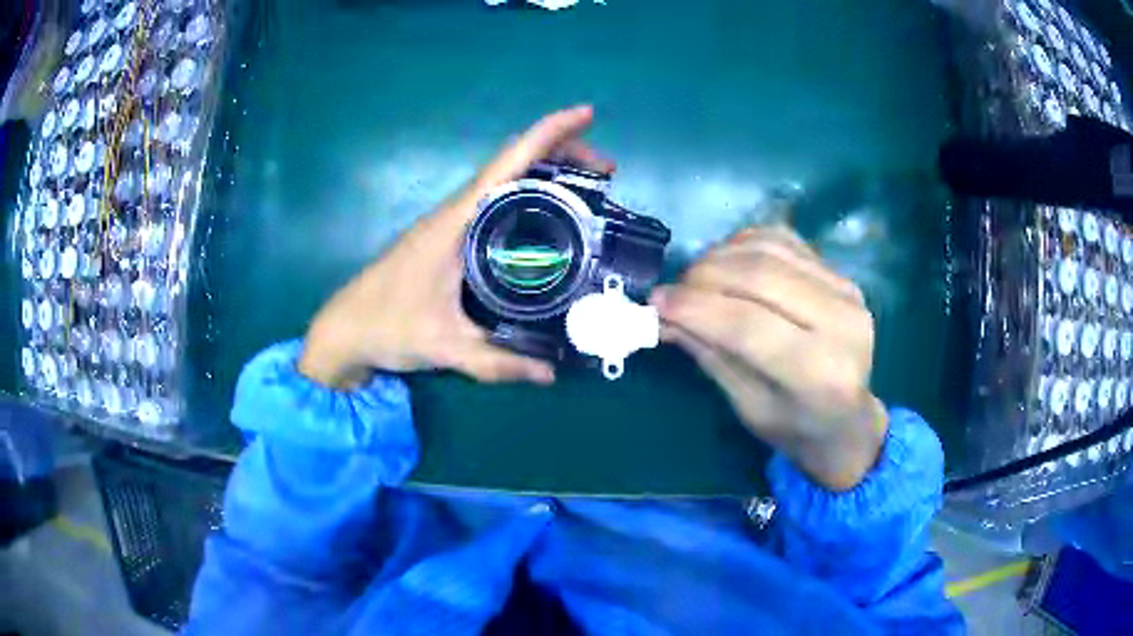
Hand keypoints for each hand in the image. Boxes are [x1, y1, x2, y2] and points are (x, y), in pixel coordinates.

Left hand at [299, 105, 614, 388]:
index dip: (549, 133)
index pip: (508, 163)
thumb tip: (551, 374)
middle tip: (606, 172)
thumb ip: (498, 362)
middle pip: (513, 162)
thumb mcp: (445, 347)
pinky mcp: (447, 236)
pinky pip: (495, 200)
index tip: (586, 115)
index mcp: (456, 222)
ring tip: (589, 188)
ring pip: (504, 179)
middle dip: (562, 153)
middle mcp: (455, 212)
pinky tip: (548, 217)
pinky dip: (528, 194)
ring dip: (546, 171)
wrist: (344, 331)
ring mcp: (450, 222)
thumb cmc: (386, 327)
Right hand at [650, 226, 887, 490]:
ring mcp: (847, 292)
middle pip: (761, 277)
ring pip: (770, 250)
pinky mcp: (842, 275)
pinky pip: (785, 241)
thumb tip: (664, 315)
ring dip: (721, 255)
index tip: (656, 302)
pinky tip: (726, 262)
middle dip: (704, 276)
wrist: (848, 419)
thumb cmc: (795, 427)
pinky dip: (745, 244)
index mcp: (819, 374)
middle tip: (673, 290)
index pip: (749, 326)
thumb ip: (710, 354)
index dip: (696, 308)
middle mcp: (842, 324)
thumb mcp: (747, 406)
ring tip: (696, 278)